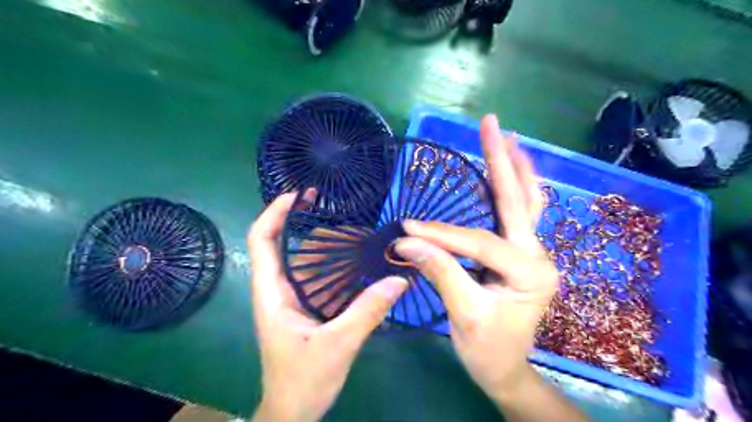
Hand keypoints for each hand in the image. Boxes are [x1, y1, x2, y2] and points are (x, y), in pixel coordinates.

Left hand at [250, 193, 407, 421]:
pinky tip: (348, 257)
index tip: (296, 195)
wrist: (293, 411)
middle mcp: (276, 290)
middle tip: (323, 201)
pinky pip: (312, 275)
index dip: (273, 213)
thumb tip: (398, 279)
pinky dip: (326, 261)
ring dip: (314, 239)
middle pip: (276, 243)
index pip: (261, 241)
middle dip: (295, 218)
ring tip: (342, 224)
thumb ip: (367, 311)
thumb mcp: (339, 344)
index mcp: (272, 293)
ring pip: (297, 258)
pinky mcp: (302, 308)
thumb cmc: (304, 379)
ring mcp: (288, 299)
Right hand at [399, 116, 586, 421]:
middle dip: (502, 161)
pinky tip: (510, 171)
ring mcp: (533, 253)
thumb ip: (440, 272)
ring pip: (526, 203)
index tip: (407, 229)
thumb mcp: (464, 314)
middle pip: (518, 201)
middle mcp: (538, 256)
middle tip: (491, 124)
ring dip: (515, 169)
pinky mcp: (521, 254)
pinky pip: (520, 214)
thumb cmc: (487, 348)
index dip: (442, 235)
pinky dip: (514, 189)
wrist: (505, 368)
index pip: (479, 243)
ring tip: (507, 138)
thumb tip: (407, 241)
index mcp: (529, 274)